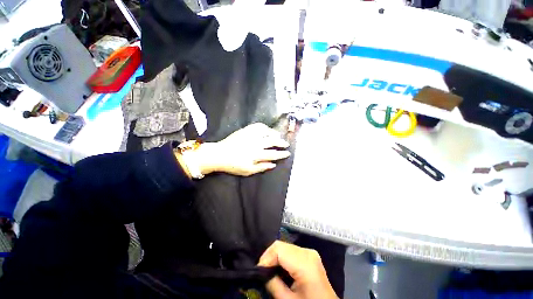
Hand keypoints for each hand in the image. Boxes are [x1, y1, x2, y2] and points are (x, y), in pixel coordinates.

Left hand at [196, 123, 290, 176]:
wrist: (219, 154)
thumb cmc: (233, 165)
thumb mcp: (248, 171)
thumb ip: (262, 167)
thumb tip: (274, 164)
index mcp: (257, 154)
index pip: (274, 154)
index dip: (282, 154)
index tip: (288, 153)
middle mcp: (256, 143)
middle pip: (273, 141)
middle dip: (281, 143)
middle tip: (286, 144)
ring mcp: (251, 135)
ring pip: (267, 132)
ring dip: (274, 134)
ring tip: (278, 136)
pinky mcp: (245, 130)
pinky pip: (258, 126)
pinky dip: (265, 127)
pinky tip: (267, 129)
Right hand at [258, 241, 337, 298]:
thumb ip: (273, 283)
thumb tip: (261, 272)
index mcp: (305, 263)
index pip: (279, 249)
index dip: (266, 258)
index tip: (258, 271)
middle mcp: (308, 252)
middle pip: (281, 245)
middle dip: (269, 256)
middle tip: (262, 271)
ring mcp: (310, 252)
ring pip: (285, 246)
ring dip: (275, 256)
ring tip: (269, 270)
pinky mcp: (309, 254)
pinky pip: (291, 250)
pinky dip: (282, 257)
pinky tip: (279, 268)